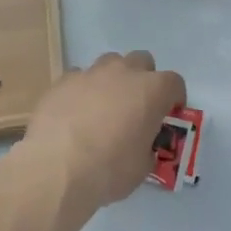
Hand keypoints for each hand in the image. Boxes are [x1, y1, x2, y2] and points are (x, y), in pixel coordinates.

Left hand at [19, 52, 186, 211]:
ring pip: (109, 63)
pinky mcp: (63, 80)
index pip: (174, 82)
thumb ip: (147, 149)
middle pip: (142, 61)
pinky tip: (74, 113)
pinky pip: (79, 77)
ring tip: (103, 107)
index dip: (174, 98)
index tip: (168, 115)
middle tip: (136, 106)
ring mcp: (90, 73)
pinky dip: (82, 90)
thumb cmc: (109, 169)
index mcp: (151, 91)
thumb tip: (141, 147)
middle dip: (143, 79)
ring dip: (112, 80)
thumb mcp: (141, 168)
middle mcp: (123, 72)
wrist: (56, 167)